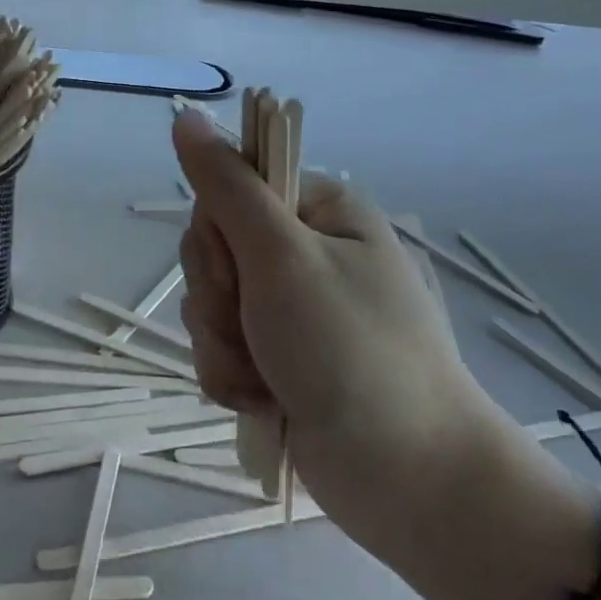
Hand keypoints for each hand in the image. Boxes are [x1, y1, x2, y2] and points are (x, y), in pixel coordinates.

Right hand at [172, 109, 506, 567]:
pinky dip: (233, 376)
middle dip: (219, 298)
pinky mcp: (279, 358)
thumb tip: (186, 114)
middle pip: (213, 250)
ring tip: (266, 377)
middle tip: (256, 327)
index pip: (227, 190)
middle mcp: (304, 251)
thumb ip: (227, 186)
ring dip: (224, 344)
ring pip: (210, 304)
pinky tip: (265, 400)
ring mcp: (291, 308)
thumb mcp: (282, 257)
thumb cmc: (352, 353)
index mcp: (319, 211)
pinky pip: (222, 348)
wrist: (414, 485)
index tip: (239, 268)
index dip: (216, 232)